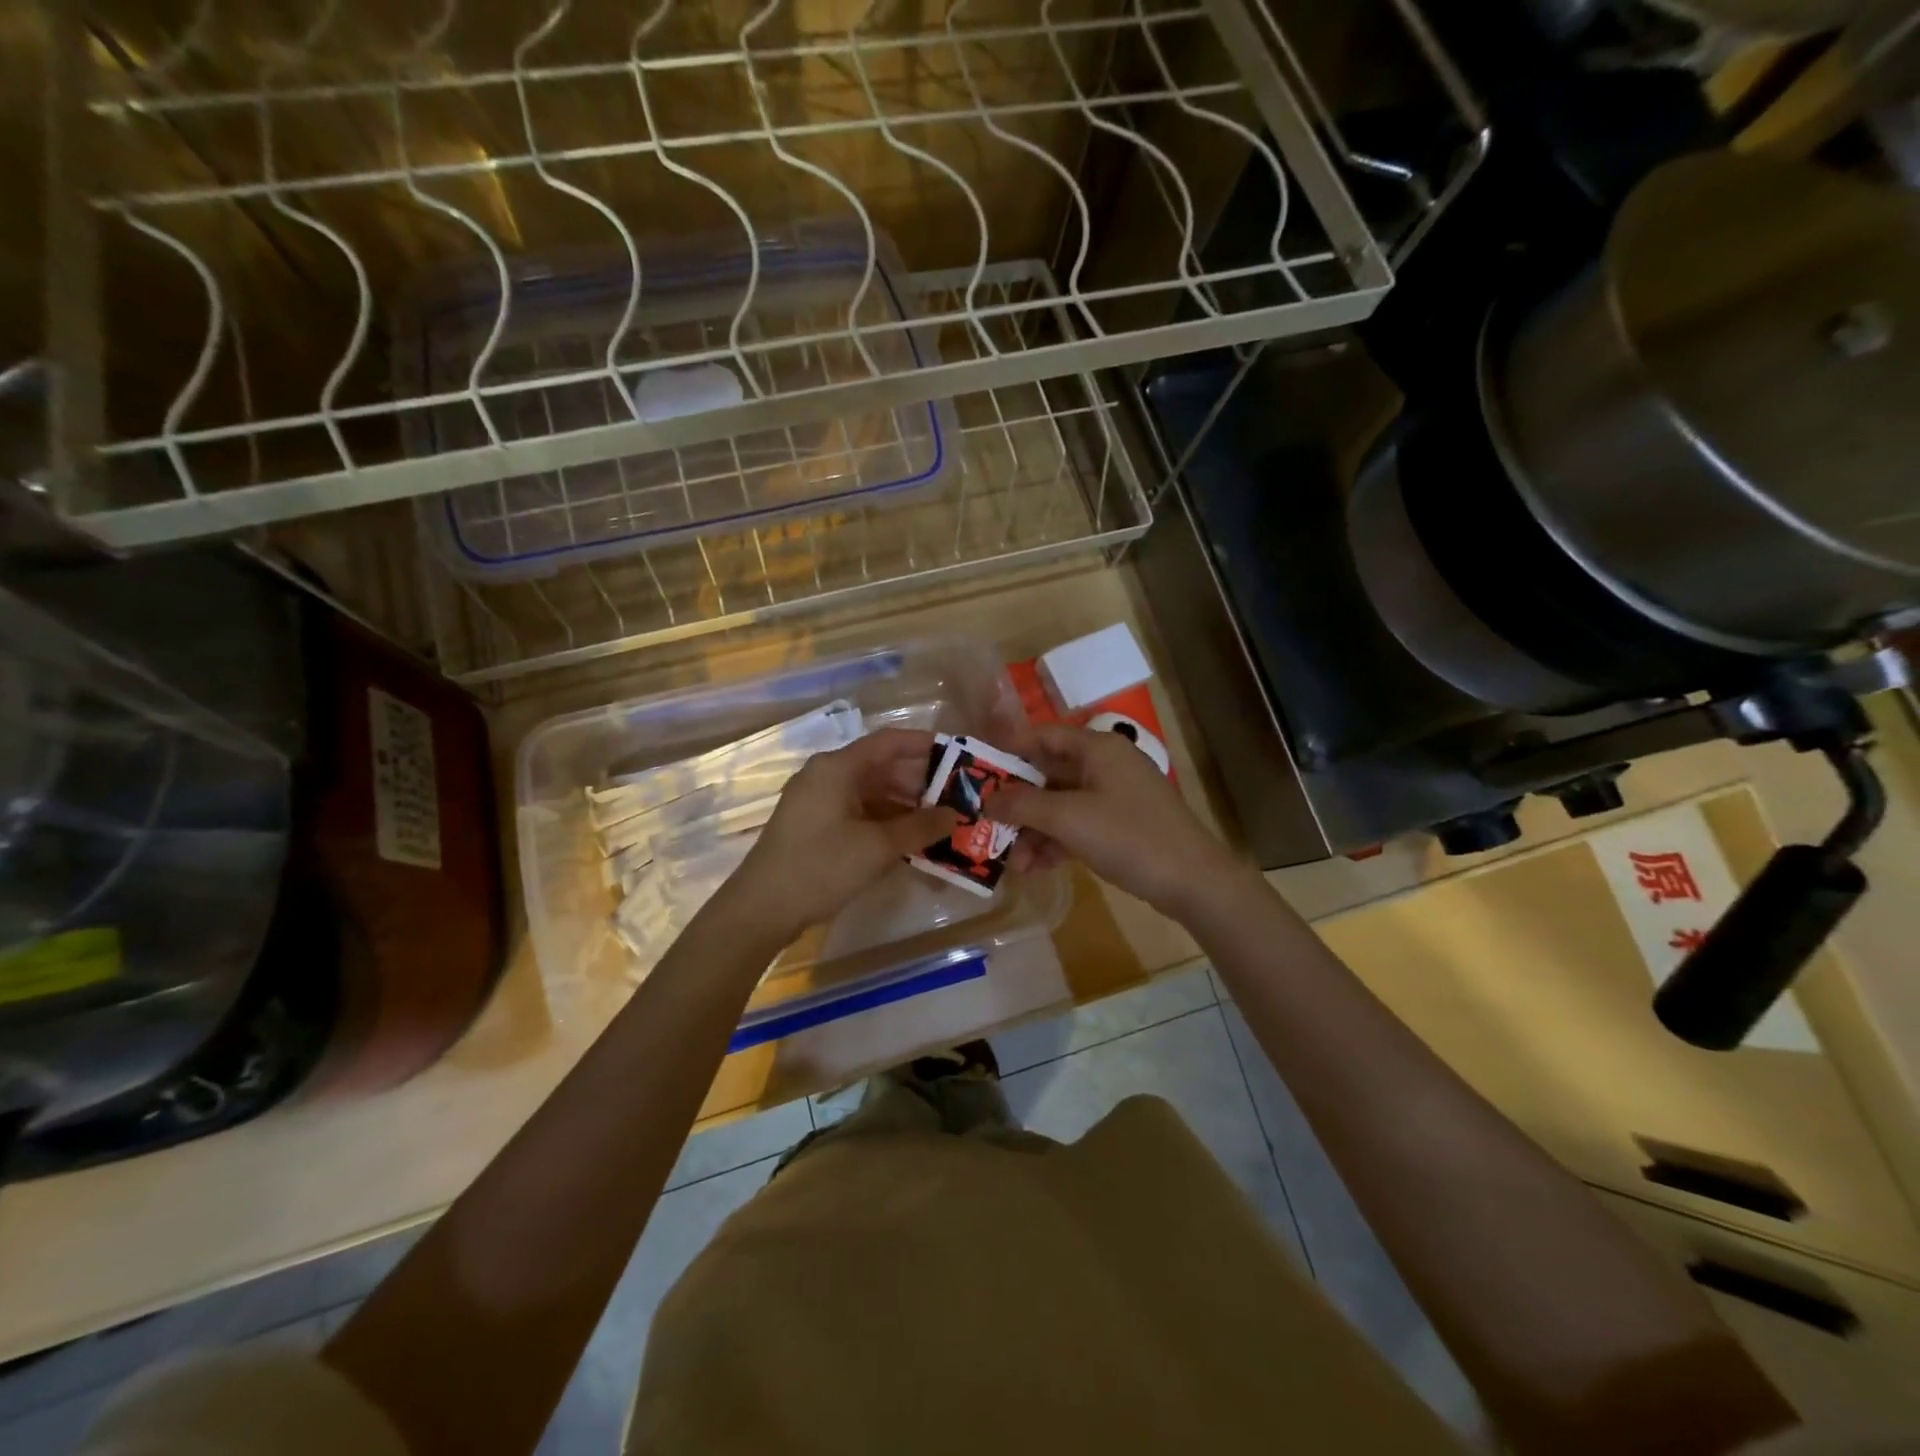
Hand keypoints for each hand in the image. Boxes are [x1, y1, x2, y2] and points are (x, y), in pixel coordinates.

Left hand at [719, 729, 959, 942]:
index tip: (959, 757)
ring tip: (939, 823)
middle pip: (881, 767)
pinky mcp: (813, 825)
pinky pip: (857, 812)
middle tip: (957, 798)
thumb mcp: (878, 847)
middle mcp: (826, 775)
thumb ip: (921, 827)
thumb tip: (955, 815)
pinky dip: (884, 821)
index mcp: (838, 767)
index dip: (926, 745)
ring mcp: (817, 801)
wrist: (761, 909)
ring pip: (871, 792)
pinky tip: (908, 840)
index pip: (890, 742)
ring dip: (904, 806)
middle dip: (920, 782)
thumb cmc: (821, 867)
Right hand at [996, 724, 1245, 916]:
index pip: (1041, 736)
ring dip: (1034, 830)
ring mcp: (1114, 796)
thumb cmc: (1128, 836)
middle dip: (1018, 803)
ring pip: (1060, 804)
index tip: (976, 773)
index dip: (1007, 751)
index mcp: (1096, 748)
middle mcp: (1104, 764)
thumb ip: (1022, 806)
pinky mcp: (1120, 825)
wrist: (1192, 881)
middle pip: (1048, 774)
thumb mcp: (1068, 819)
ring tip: (1012, 862)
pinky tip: (1036, 868)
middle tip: (987, 824)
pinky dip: (1056, 842)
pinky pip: (1077, 825)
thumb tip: (985, 799)